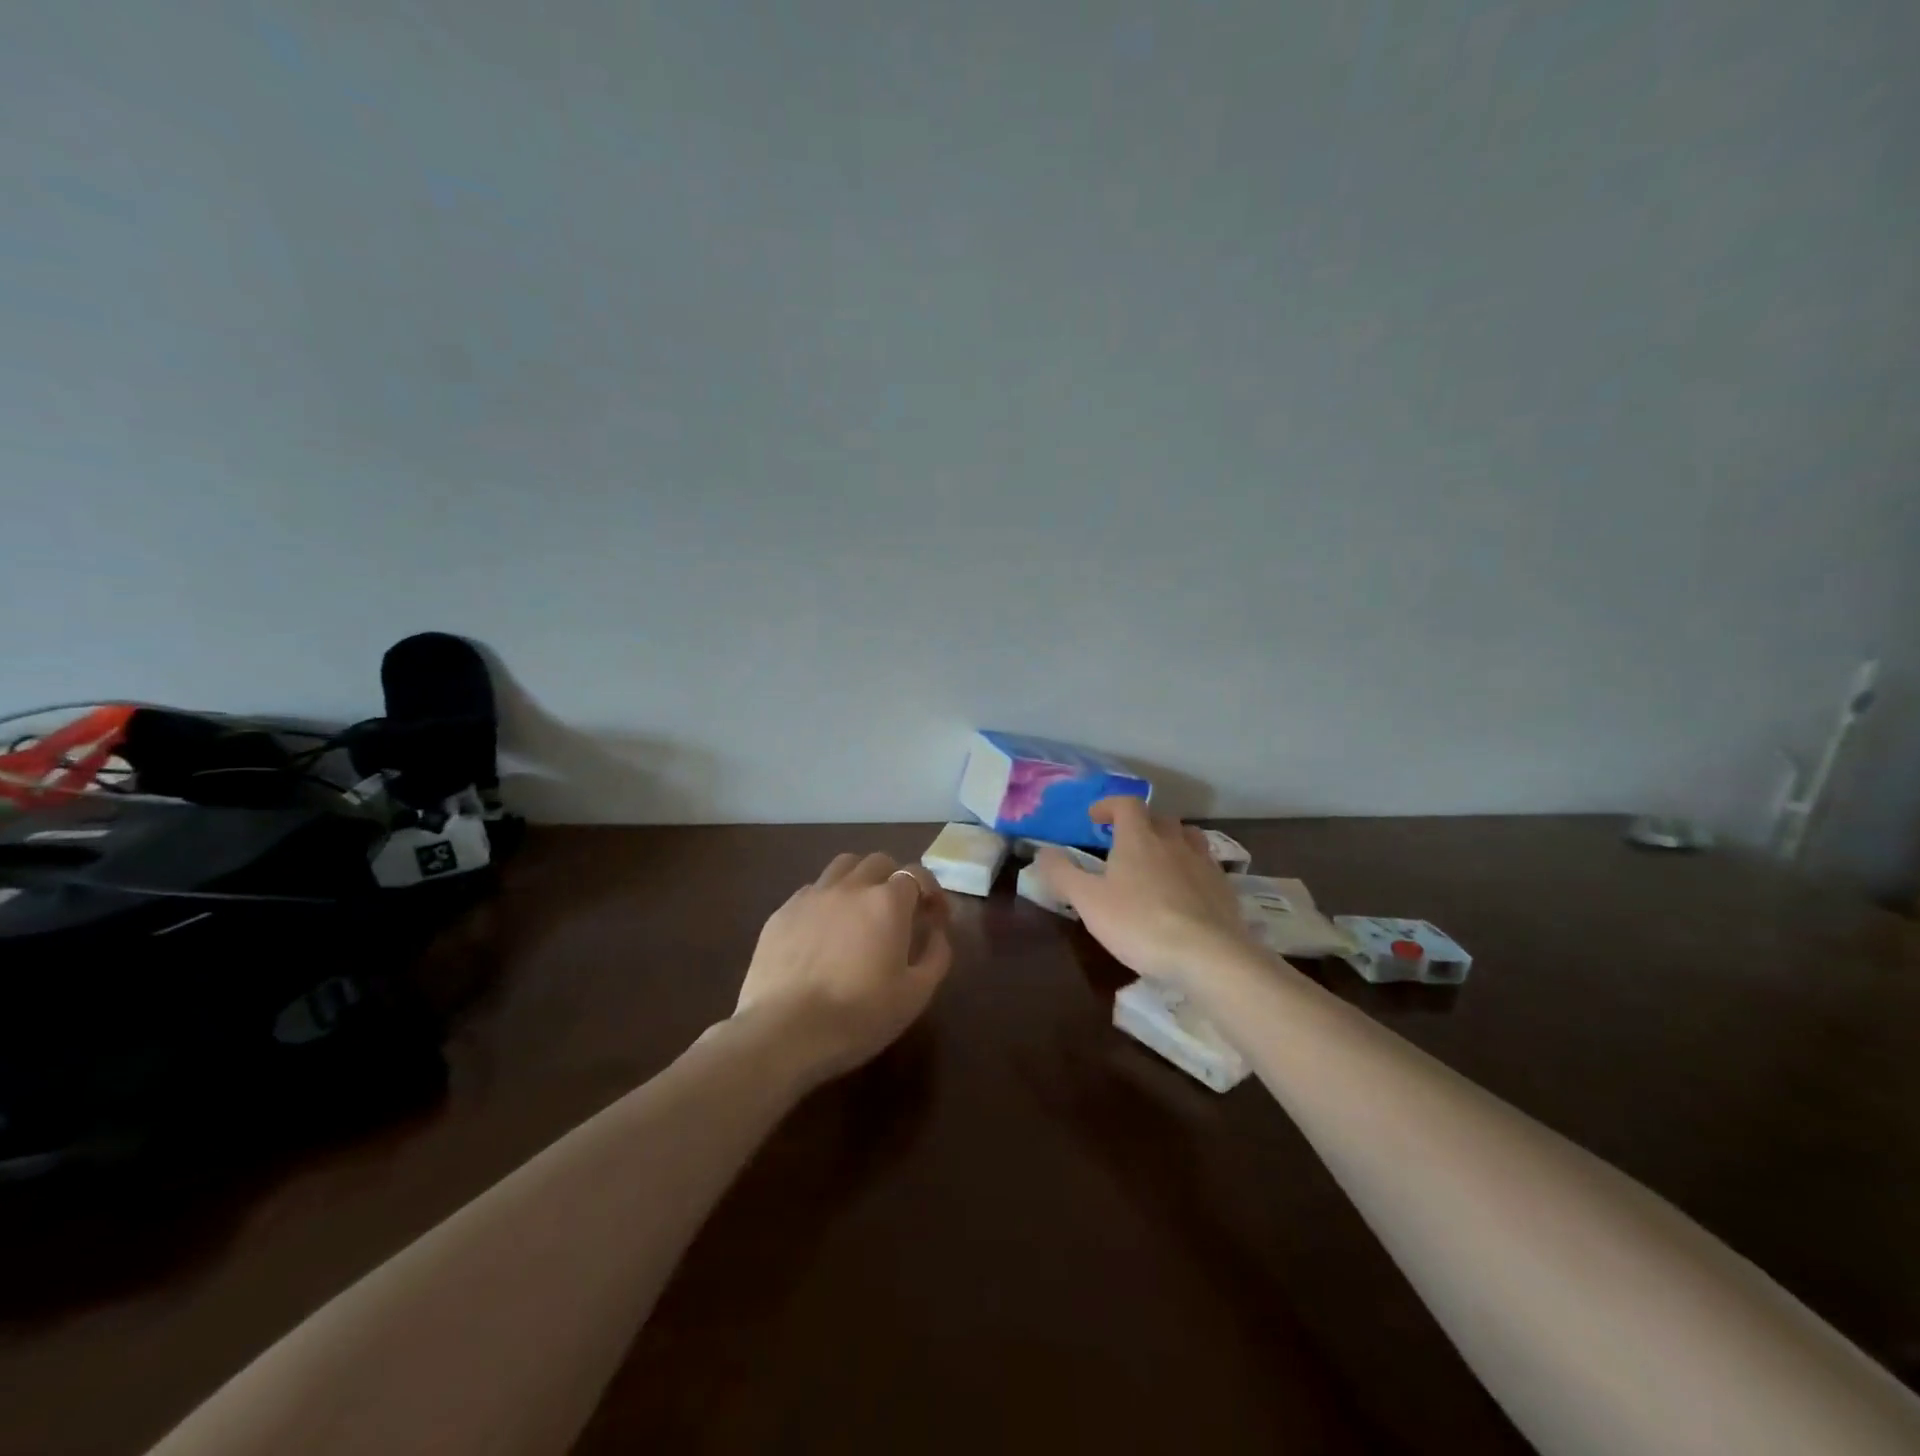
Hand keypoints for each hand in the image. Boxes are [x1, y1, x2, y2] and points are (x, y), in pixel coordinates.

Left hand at [733, 852, 953, 1085]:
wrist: (784, 1032)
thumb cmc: (859, 1016)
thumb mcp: (916, 994)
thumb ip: (936, 954)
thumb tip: (938, 931)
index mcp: (887, 902)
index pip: (916, 874)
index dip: (930, 890)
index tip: (934, 915)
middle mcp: (850, 887)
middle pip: (879, 862)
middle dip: (894, 879)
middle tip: (898, 911)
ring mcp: (812, 896)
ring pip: (842, 867)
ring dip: (859, 879)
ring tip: (860, 910)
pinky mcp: (782, 912)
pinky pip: (812, 891)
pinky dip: (827, 900)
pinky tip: (824, 930)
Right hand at [1035, 799, 1252, 990]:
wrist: (1208, 955)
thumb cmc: (1140, 923)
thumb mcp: (1088, 901)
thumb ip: (1062, 874)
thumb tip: (1043, 851)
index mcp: (1139, 838)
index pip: (1126, 804)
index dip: (1109, 806)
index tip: (1095, 818)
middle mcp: (1173, 842)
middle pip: (1159, 818)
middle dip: (1140, 824)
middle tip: (1124, 842)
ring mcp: (1203, 863)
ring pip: (1188, 838)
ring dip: (1171, 841)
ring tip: (1158, 859)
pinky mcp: (1224, 888)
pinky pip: (1206, 866)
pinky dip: (1192, 869)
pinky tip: (1185, 891)